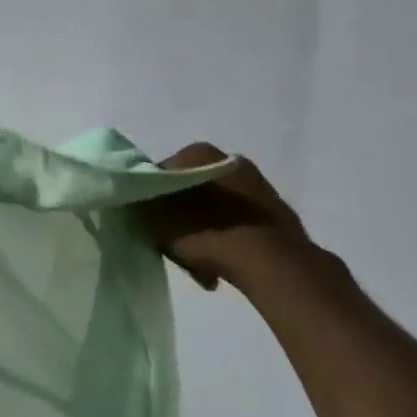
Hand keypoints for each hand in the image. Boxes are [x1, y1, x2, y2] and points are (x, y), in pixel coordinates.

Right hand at [137, 143, 310, 291]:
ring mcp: (256, 183)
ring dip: (206, 230)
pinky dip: (229, 238)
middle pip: (189, 191)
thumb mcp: (154, 218)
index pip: (159, 174)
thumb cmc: (202, 230)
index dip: (151, 202)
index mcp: (196, 152)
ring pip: (215, 209)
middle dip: (183, 218)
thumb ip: (142, 204)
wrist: (268, 259)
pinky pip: (238, 222)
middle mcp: (227, 158)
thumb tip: (141, 202)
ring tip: (203, 265)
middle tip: (177, 247)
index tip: (152, 228)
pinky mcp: (274, 209)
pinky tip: (223, 265)